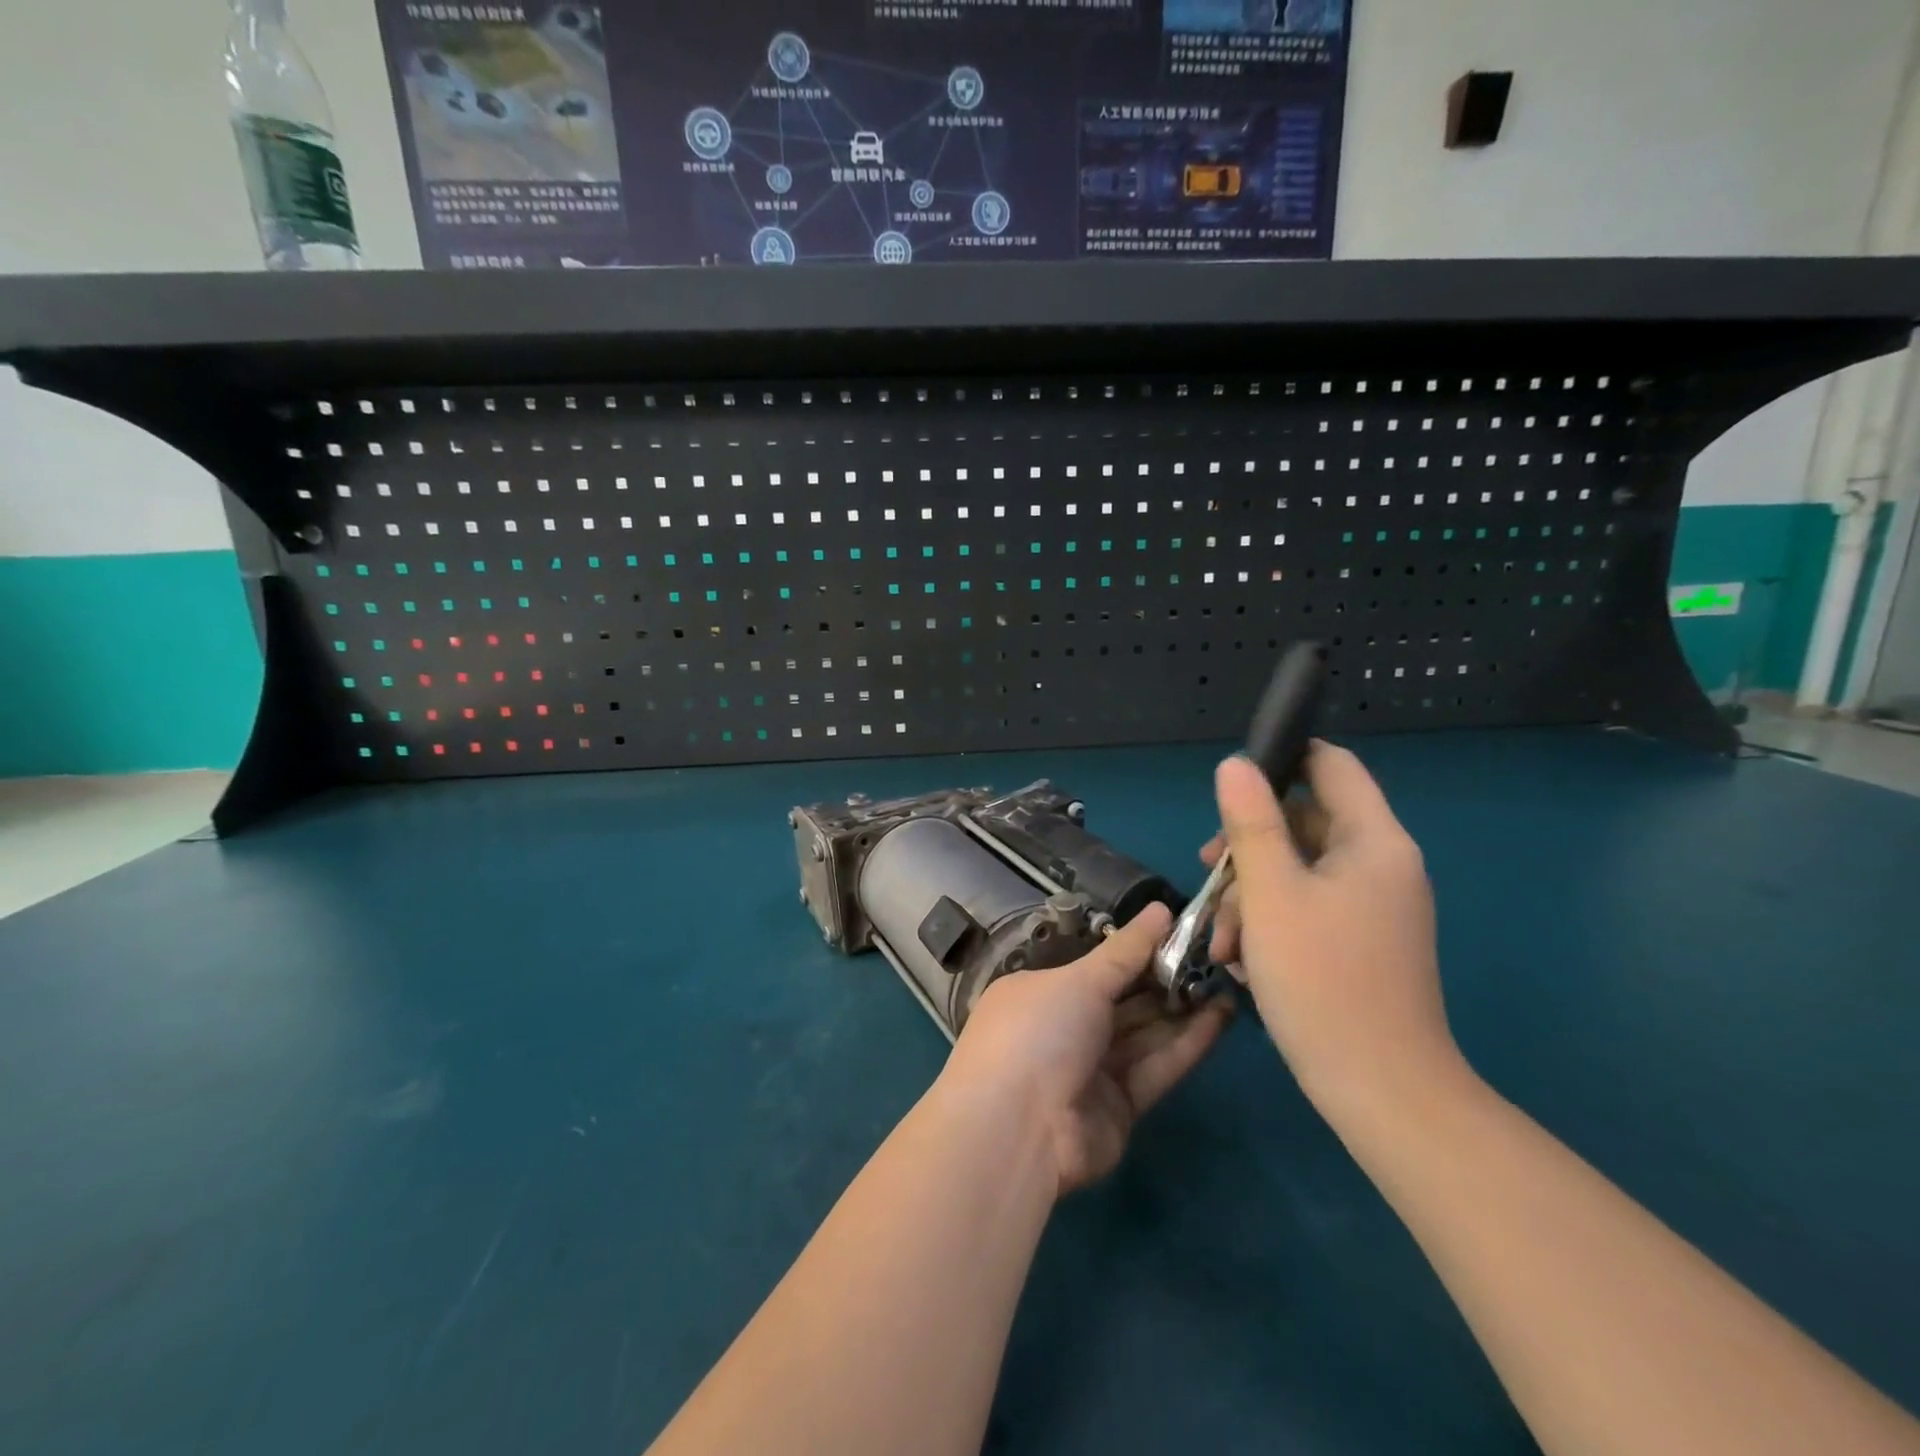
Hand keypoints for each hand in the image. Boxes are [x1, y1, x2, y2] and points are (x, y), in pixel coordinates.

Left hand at [942, 903, 1234, 1196]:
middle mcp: (1064, 1028)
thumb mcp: (1080, 980)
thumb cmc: (1040, 1032)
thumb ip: (1126, 950)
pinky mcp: (1119, 1108)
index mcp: (1041, 992)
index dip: (1137, 950)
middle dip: (1165, 979)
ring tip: (1227, 980)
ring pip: (1144, 1034)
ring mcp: (1091, 1070)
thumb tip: (1161, 909)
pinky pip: (1155, 1068)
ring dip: (1183, 1010)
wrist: (1019, 1129)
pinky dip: (1186, 1044)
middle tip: (1214, 955)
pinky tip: (1222, 1017)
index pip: (1096, 967)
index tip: (1180, 931)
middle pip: (1123, 1001)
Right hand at [1203, 743, 1463, 1126]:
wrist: (1380, 1090)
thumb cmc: (1322, 979)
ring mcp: (1371, 907)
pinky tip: (1240, 961)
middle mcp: (1379, 865)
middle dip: (1248, 847)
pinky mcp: (1358, 942)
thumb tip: (1235, 763)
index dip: (1281, 760)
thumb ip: (1251, 823)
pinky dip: (1270, 923)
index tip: (1229, 790)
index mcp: (1372, 841)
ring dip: (1249, 895)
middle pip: (1303, 822)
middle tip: (1207, 873)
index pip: (1329, 765)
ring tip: (1221, 942)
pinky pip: (1306, 908)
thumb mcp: (1271, 893)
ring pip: (1296, 871)